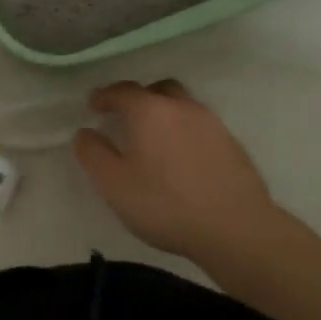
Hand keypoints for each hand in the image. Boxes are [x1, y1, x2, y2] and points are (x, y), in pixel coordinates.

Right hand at [74, 80, 280, 262]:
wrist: (236, 229)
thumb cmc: (165, 204)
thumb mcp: (114, 184)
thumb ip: (93, 154)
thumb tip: (84, 132)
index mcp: (151, 111)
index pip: (123, 91)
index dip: (104, 96)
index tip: (93, 106)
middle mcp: (183, 108)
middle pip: (158, 90)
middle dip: (138, 98)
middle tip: (124, 117)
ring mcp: (212, 125)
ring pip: (182, 106)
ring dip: (164, 114)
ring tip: (153, 139)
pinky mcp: (232, 145)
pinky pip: (200, 127)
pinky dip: (184, 133)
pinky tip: (180, 159)